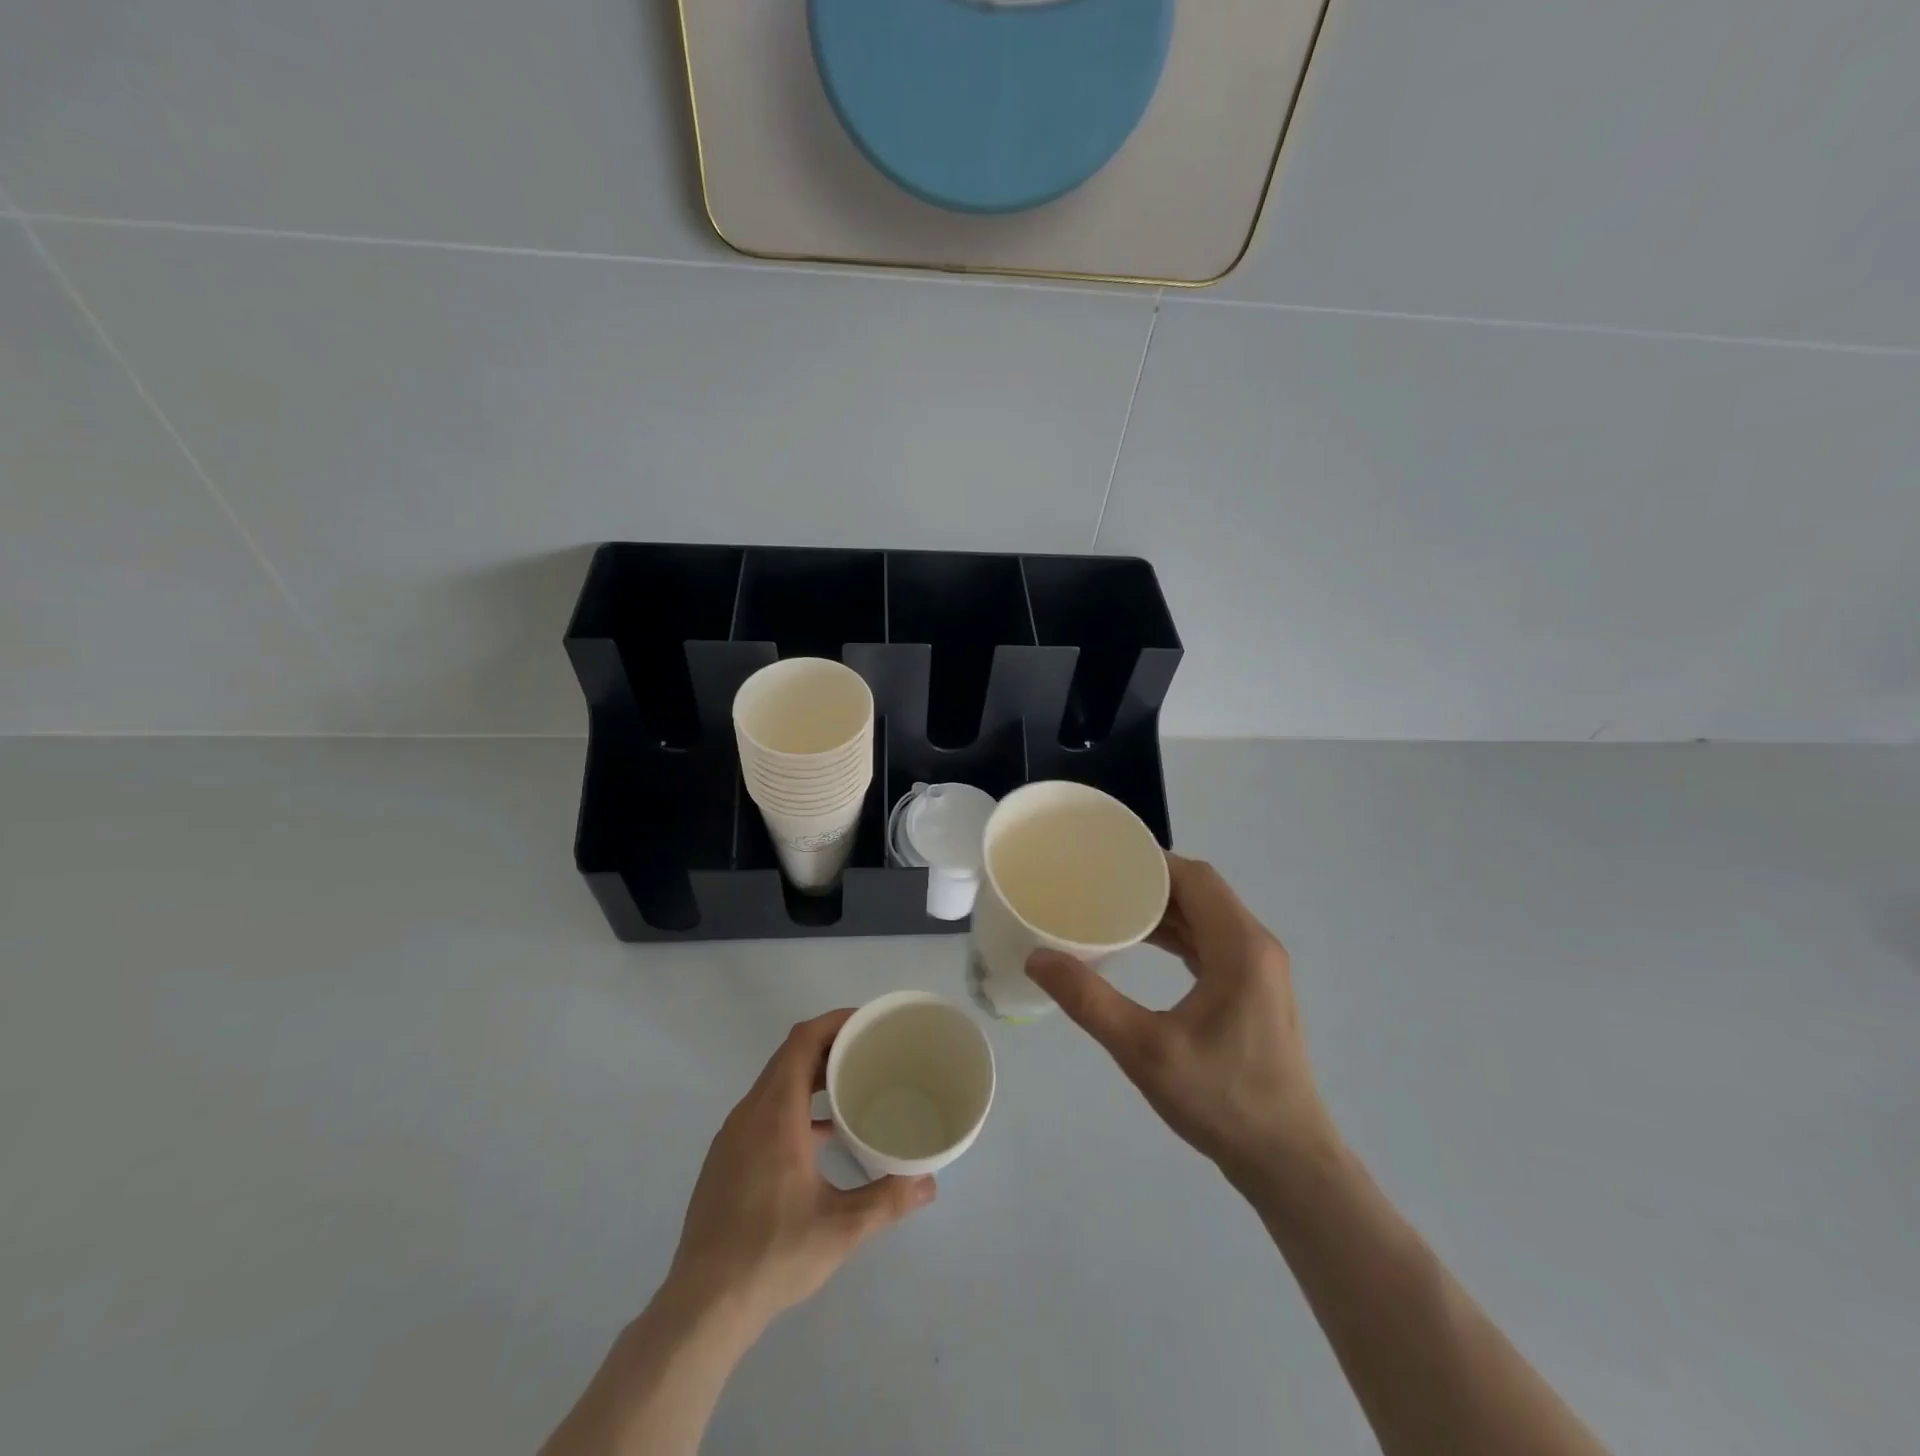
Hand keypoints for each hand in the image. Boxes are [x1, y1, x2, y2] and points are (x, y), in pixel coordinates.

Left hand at [666, 1010, 936, 1330]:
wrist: (702, 1307)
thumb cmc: (773, 1255)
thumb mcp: (841, 1229)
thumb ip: (888, 1200)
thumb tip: (929, 1183)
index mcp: (775, 1114)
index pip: (802, 1041)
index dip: (834, 1022)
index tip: (867, 1023)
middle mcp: (749, 1113)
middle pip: (789, 1057)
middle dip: (829, 1046)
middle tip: (870, 1052)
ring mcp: (732, 1137)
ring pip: (775, 1084)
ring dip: (811, 1076)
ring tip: (851, 1088)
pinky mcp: (726, 1159)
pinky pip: (764, 1110)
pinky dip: (794, 1103)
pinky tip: (820, 1137)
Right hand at [1026, 855, 1333, 1190]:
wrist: (1288, 1162)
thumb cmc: (1221, 1100)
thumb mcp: (1145, 1050)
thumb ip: (1089, 1001)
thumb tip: (1038, 958)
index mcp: (1240, 946)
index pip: (1194, 877)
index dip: (1150, 861)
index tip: (1103, 859)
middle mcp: (1256, 946)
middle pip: (1201, 891)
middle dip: (1150, 882)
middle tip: (1098, 881)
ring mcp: (1259, 970)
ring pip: (1207, 916)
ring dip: (1164, 908)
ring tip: (1111, 907)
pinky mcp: (1253, 991)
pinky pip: (1211, 942)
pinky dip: (1178, 934)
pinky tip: (1144, 944)